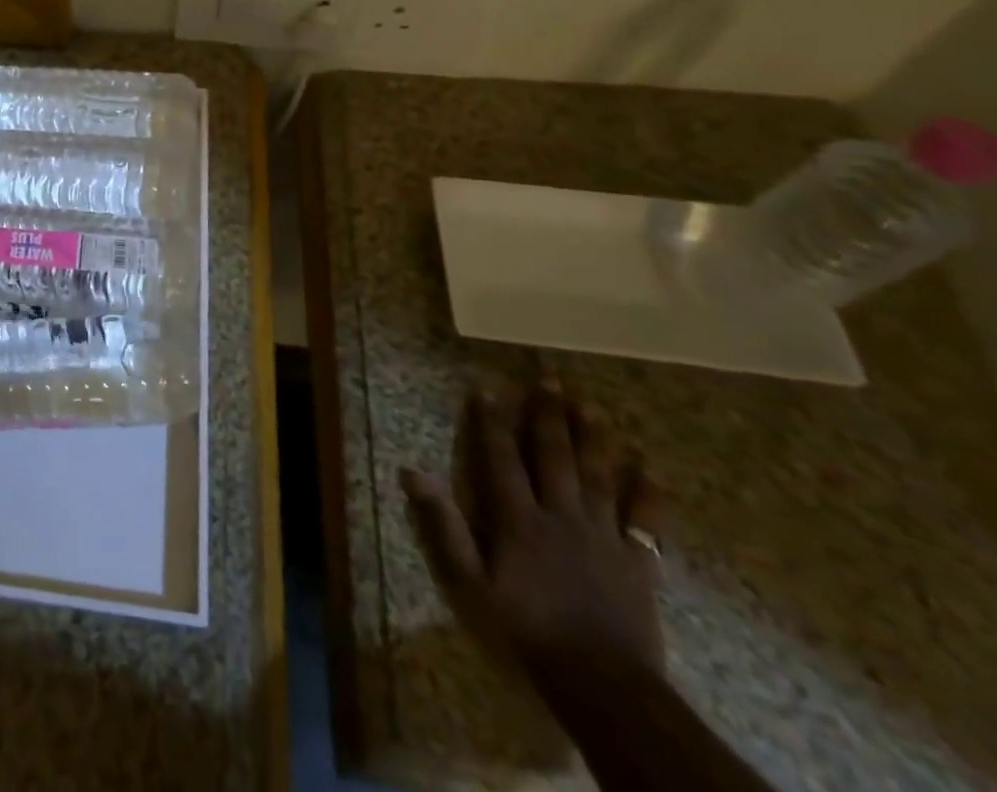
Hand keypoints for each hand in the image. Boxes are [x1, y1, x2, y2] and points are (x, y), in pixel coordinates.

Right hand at [402, 381, 665, 685]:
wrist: (603, 687)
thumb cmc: (526, 631)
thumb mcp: (470, 583)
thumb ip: (444, 526)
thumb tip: (412, 472)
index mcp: (518, 519)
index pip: (500, 459)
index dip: (491, 423)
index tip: (486, 389)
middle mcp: (560, 516)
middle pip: (554, 457)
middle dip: (549, 416)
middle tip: (551, 379)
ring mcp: (603, 537)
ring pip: (599, 478)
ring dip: (594, 440)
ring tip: (592, 407)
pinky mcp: (638, 564)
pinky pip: (646, 523)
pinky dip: (650, 495)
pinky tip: (652, 469)